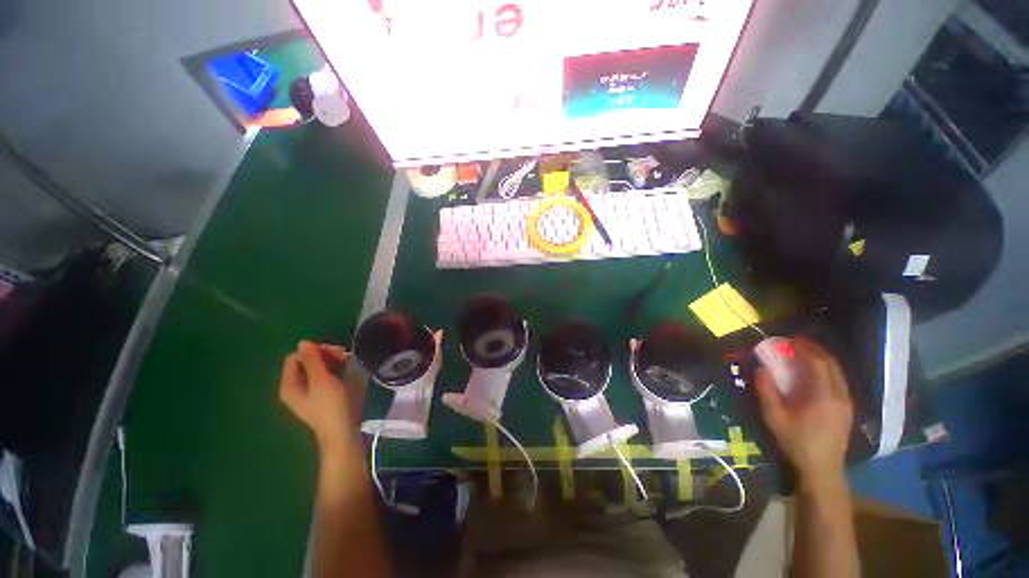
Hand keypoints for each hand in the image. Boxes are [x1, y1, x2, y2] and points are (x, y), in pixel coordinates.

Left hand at [279, 341, 357, 450]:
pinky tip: (346, 372)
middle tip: (343, 356)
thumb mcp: (322, 380)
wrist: (342, 431)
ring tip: (347, 363)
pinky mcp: (320, 397)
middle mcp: (295, 388)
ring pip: (316, 368)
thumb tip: (303, 342)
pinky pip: (323, 377)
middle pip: (305, 362)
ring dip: (331, 362)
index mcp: (289, 385)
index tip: (334, 352)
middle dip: (324, 356)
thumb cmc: (331, 405)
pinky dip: (333, 371)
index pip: (296, 357)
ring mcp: (308, 393)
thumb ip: (312, 360)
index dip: (314, 351)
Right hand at [754, 337, 853, 489]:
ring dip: (822, 358)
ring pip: (838, 371)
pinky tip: (816, 371)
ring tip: (805, 352)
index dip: (804, 348)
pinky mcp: (847, 407)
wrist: (823, 469)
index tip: (790, 339)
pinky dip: (828, 369)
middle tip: (797, 342)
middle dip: (815, 349)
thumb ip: (767, 392)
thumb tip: (761, 369)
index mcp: (823, 397)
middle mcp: (840, 395)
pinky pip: (839, 380)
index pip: (817, 364)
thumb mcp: (774, 418)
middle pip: (831, 364)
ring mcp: (847, 402)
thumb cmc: (797, 442)